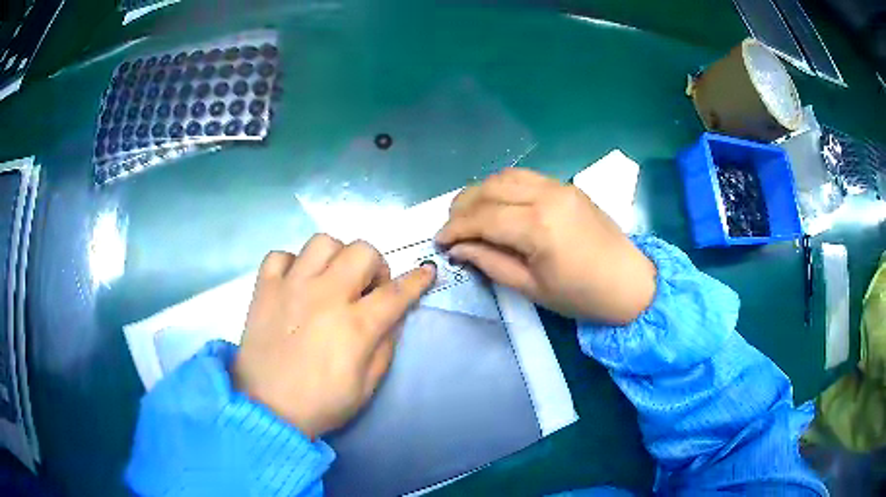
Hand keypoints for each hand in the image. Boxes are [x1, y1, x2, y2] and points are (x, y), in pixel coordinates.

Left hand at [235, 234, 435, 438]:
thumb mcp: (368, 385)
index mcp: (355, 325)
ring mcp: (291, 287)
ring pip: (321, 242)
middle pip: (361, 251)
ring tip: (330, 279)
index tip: (426, 271)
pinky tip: (295, 284)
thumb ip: (385, 345)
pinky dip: (291, 264)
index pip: (396, 292)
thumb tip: (393, 315)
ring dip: (335, 257)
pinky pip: (280, 255)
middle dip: (375, 265)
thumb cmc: (322, 403)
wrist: (268, 410)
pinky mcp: (264, 289)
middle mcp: (325, 296)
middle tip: (366, 288)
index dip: (417, 280)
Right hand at [436, 168, 655, 323]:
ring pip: (505, 176)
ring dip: (481, 191)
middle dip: (462, 206)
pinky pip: (525, 177)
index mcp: (538, 226)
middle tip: (450, 228)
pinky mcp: (567, 186)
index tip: (439, 242)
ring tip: (469, 213)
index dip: (455, 228)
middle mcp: (546, 195)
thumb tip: (459, 248)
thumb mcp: (531, 288)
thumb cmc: (581, 295)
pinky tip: (497, 204)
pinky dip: (503, 187)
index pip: (482, 217)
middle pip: (489, 188)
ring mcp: (559, 186)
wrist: (630, 283)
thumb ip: (491, 262)